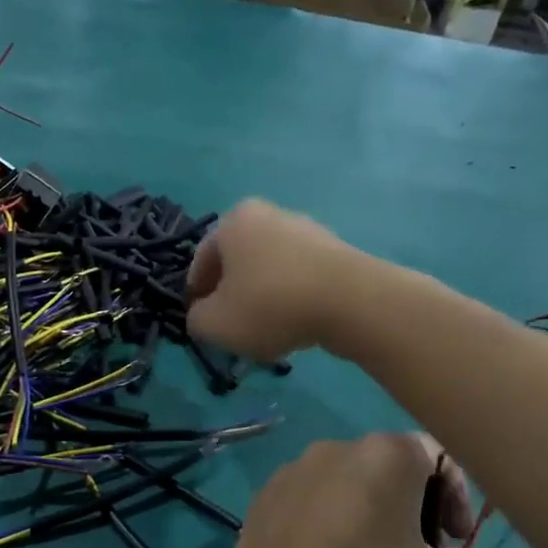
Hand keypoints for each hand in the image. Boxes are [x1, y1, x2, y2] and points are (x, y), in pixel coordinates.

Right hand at [185, 199, 359, 361]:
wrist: (351, 302)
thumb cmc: (270, 305)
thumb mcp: (215, 323)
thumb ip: (197, 319)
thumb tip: (203, 314)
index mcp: (234, 221)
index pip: (202, 259)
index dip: (196, 294)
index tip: (199, 321)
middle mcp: (270, 215)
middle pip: (238, 263)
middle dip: (231, 295)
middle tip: (230, 327)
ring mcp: (307, 231)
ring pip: (270, 271)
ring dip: (262, 299)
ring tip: (264, 332)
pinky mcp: (336, 252)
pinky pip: (300, 279)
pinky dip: (291, 300)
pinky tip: (295, 326)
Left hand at [222, 434, 490, 547]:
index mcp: (384, 456)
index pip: (437, 456)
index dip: (456, 497)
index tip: (455, 543)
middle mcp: (333, 450)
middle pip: (387, 467)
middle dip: (411, 508)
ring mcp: (290, 474)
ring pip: (344, 485)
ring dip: (367, 516)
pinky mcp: (260, 502)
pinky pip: (307, 504)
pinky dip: (326, 525)